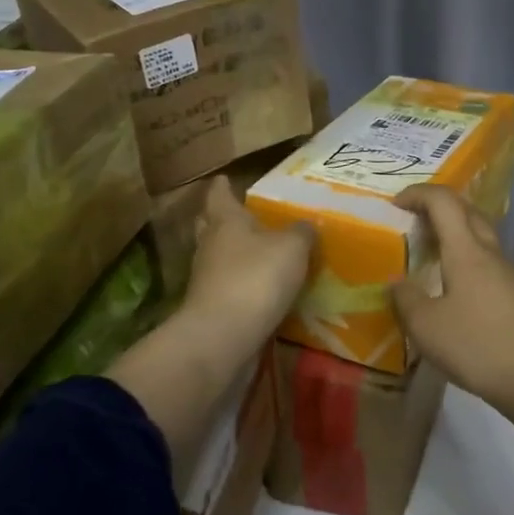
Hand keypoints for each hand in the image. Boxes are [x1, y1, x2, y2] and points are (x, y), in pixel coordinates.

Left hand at [180, 175, 313, 351]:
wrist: (222, 337)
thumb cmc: (256, 278)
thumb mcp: (292, 247)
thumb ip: (302, 232)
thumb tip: (307, 224)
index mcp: (226, 221)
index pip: (219, 194)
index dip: (223, 186)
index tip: (224, 177)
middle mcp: (210, 245)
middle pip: (211, 225)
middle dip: (223, 219)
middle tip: (243, 214)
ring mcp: (207, 278)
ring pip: (218, 256)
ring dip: (234, 253)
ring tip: (260, 252)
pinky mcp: (211, 308)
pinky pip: (227, 286)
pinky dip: (241, 283)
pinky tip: (261, 288)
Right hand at [389, 184, 513, 424]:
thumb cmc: (481, 347)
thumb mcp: (428, 328)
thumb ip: (406, 300)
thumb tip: (396, 281)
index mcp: (468, 251)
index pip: (443, 202)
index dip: (418, 194)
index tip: (395, 204)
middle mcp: (492, 254)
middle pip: (467, 213)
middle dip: (438, 209)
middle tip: (413, 224)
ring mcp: (512, 276)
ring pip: (481, 239)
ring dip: (455, 237)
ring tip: (430, 258)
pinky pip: (489, 265)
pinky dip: (467, 264)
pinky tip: (456, 293)